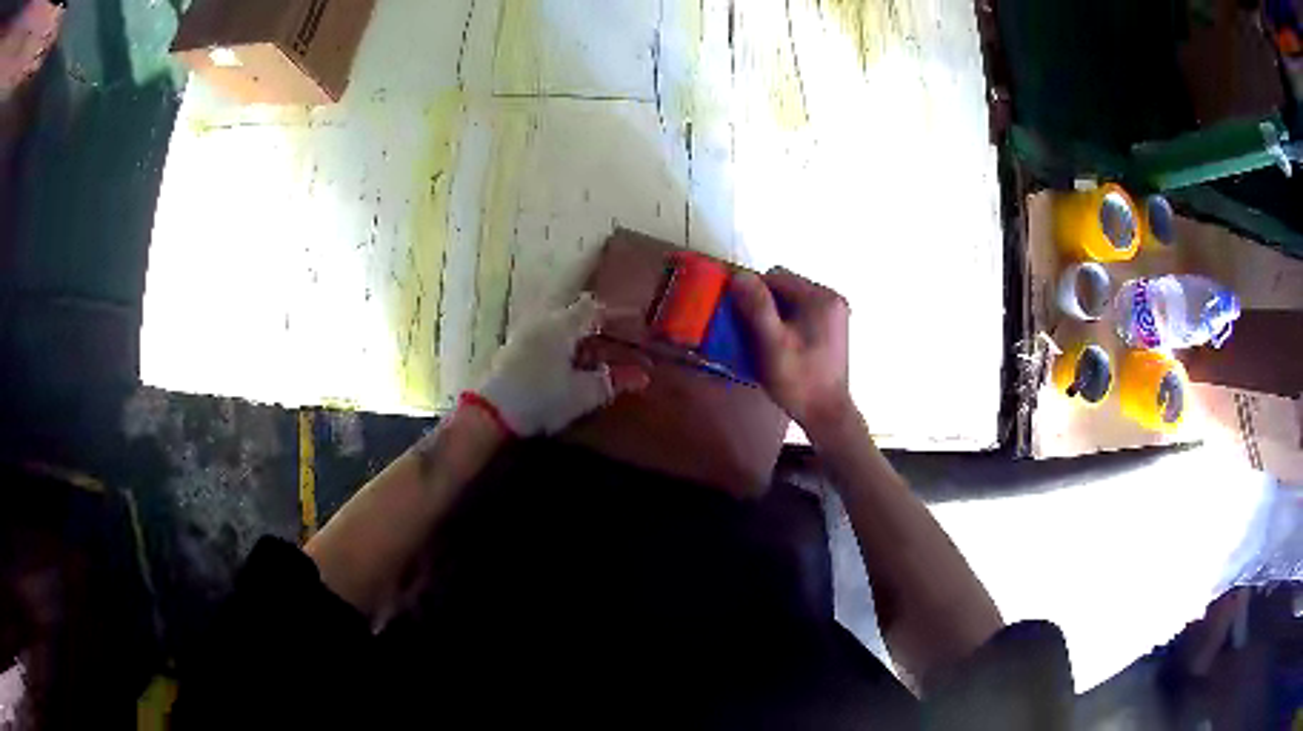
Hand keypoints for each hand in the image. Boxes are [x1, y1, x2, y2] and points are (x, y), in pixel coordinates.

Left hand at [473, 294, 650, 436]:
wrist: (491, 412)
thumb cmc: (541, 398)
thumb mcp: (582, 394)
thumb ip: (612, 382)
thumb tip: (642, 376)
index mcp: (563, 325)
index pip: (596, 309)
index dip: (618, 315)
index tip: (637, 321)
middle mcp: (543, 320)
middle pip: (573, 308)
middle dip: (595, 314)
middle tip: (613, 324)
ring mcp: (525, 332)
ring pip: (557, 320)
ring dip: (576, 327)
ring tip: (592, 342)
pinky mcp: (513, 348)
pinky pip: (545, 332)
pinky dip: (561, 338)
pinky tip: (566, 355)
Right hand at [731, 268, 854, 436]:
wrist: (827, 414)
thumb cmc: (799, 380)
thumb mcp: (772, 343)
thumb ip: (757, 307)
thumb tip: (739, 275)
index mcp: (821, 297)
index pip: (775, 277)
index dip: (752, 292)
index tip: (739, 316)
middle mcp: (831, 299)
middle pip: (785, 287)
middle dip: (764, 304)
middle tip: (750, 331)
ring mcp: (834, 314)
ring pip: (792, 301)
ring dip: (774, 314)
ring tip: (764, 340)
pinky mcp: (832, 329)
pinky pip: (802, 314)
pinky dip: (787, 323)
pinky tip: (780, 345)